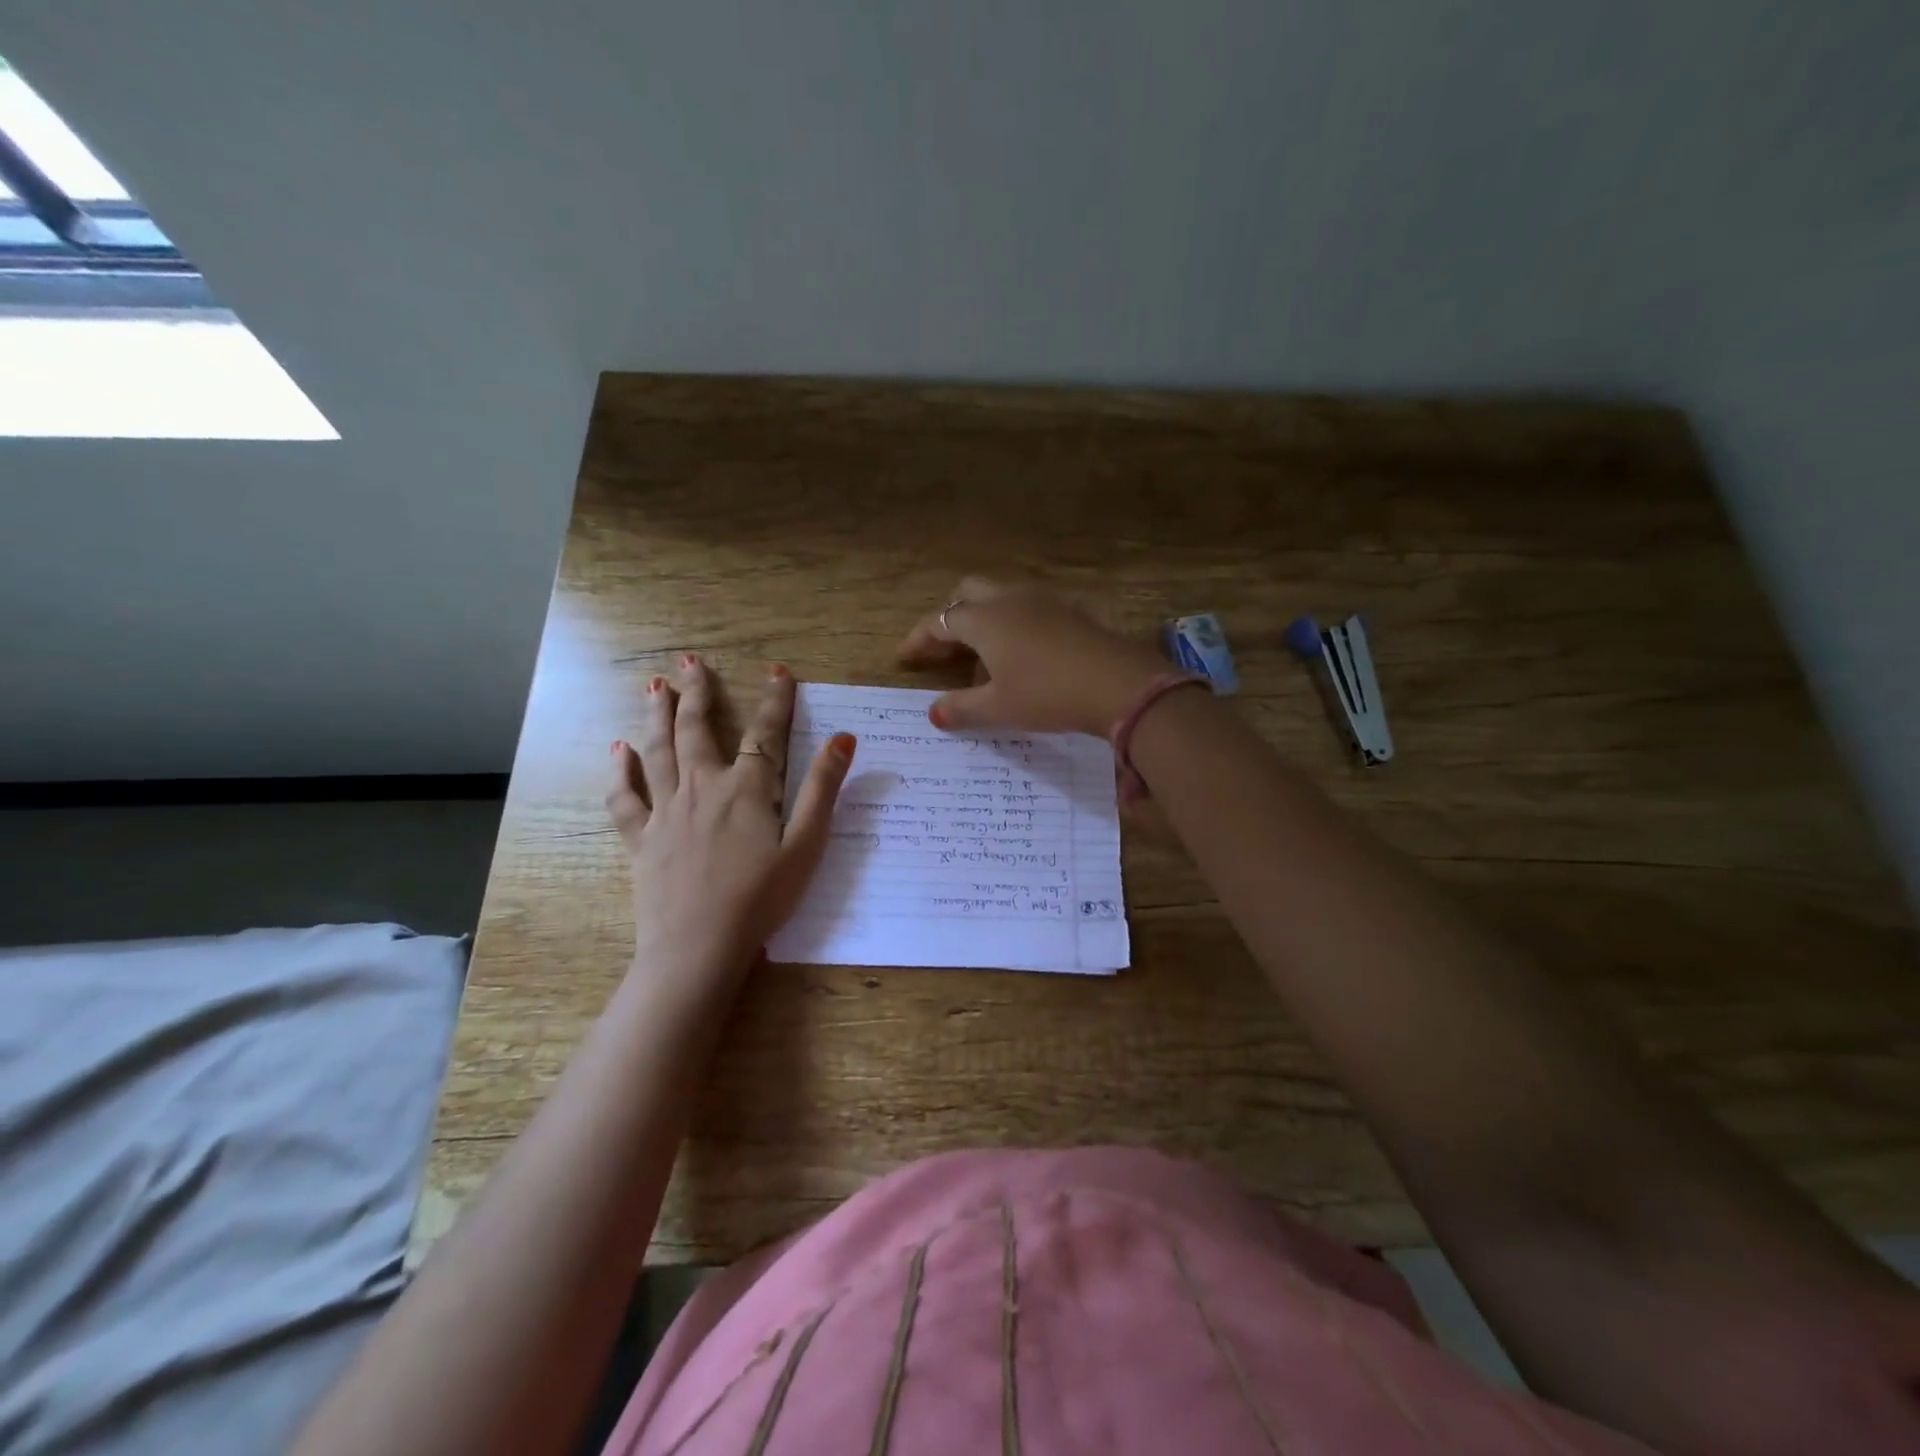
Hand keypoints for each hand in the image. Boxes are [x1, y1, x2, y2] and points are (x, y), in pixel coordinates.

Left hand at [605, 655, 854, 1000]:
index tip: (778, 671)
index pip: (765, 734)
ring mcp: (667, 812)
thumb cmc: (761, 900)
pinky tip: (616, 750)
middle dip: (696, 693)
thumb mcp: (806, 846)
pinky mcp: (642, 838)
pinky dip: (619, 772)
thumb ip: (823, 789)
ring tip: (653, 686)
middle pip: (697, 730)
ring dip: (656, 716)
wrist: (698, 948)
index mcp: (747, 789)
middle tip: (689, 663)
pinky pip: (624, 798)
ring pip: (658, 752)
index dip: (775, 701)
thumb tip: (844, 738)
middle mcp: (703, 788)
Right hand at [898, 577, 1167, 736]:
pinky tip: (1020, 656)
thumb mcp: (998, 708)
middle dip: (949, 617)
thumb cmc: (1047, 694)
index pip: (939, 621)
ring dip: (982, 620)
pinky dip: (1010, 625)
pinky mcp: (1069, 611)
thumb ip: (960, 709)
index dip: (918, 638)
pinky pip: (1026, 609)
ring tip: (981, 658)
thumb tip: (933, 712)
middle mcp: (1010, 600)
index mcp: (985, 620)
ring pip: (999, 598)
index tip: (903, 657)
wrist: (1118, 683)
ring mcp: (1043, 601)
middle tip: (943, 649)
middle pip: (967, 593)